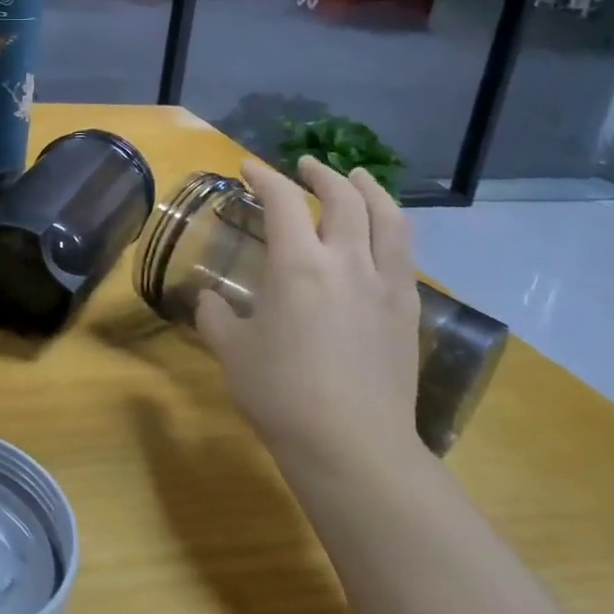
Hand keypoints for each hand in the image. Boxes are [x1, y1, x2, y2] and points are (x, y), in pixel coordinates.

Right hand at [197, 157, 423, 488]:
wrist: (352, 447)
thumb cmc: (281, 395)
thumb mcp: (232, 352)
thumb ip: (215, 316)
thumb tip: (206, 297)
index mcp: (298, 265)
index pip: (283, 201)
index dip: (264, 177)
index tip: (248, 167)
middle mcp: (347, 262)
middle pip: (343, 198)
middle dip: (322, 174)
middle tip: (305, 166)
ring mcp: (385, 285)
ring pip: (388, 218)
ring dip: (370, 190)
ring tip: (359, 179)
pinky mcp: (407, 310)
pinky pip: (404, 254)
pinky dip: (390, 229)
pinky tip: (381, 237)